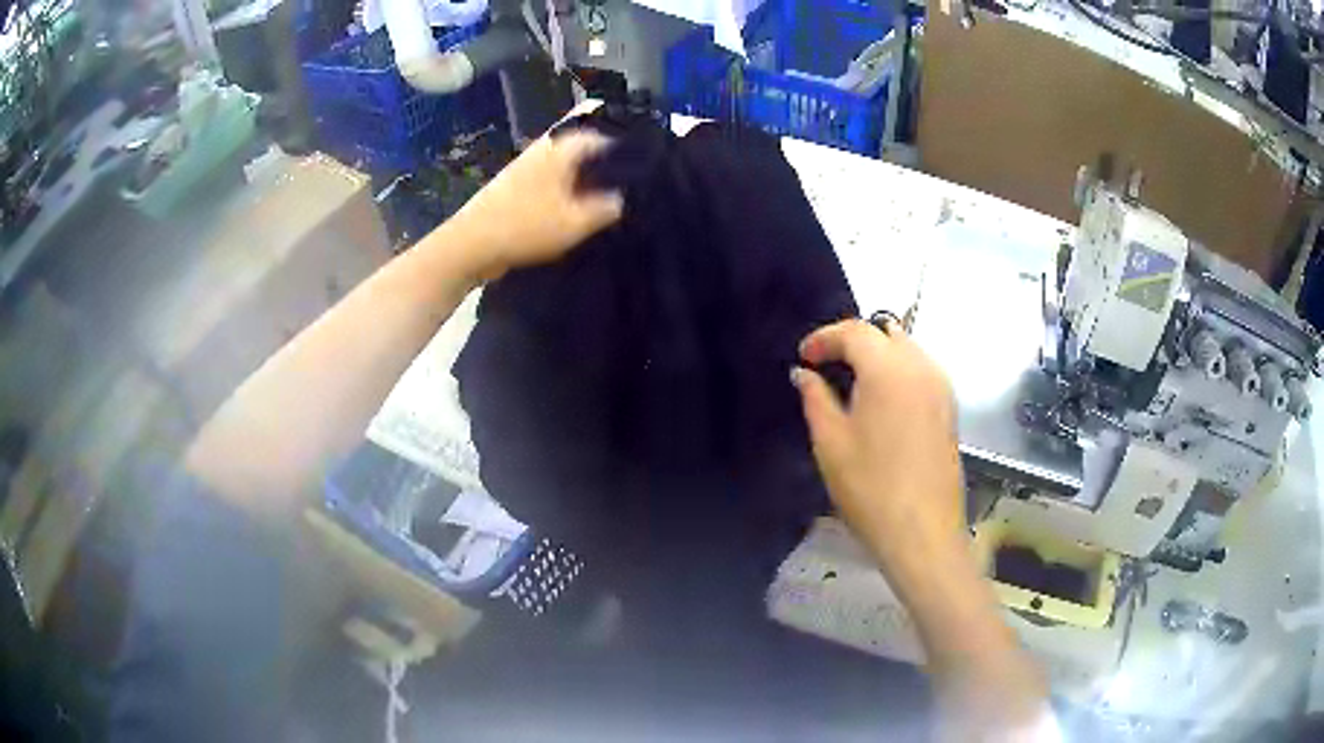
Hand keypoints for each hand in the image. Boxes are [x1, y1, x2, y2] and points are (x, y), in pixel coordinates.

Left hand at [447, 127, 623, 280]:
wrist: (472, 244)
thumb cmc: (525, 226)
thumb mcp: (576, 222)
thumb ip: (607, 208)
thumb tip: (623, 198)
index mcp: (562, 146)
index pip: (602, 126)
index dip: (626, 135)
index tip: (648, 150)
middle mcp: (546, 146)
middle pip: (583, 134)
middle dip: (607, 145)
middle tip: (633, 165)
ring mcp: (529, 162)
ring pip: (568, 153)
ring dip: (588, 163)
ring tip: (612, 183)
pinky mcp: (519, 181)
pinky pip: (554, 170)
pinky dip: (571, 177)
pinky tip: (581, 198)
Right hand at [791, 317, 964, 570]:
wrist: (922, 531)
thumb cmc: (870, 488)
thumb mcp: (831, 443)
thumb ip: (815, 398)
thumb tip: (804, 373)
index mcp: (889, 369)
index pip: (854, 331)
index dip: (824, 338)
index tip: (803, 357)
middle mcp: (921, 366)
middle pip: (885, 332)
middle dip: (852, 340)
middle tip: (825, 364)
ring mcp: (941, 386)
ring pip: (907, 348)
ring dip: (877, 353)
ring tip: (851, 380)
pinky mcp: (950, 407)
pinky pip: (921, 369)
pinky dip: (898, 369)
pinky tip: (881, 399)